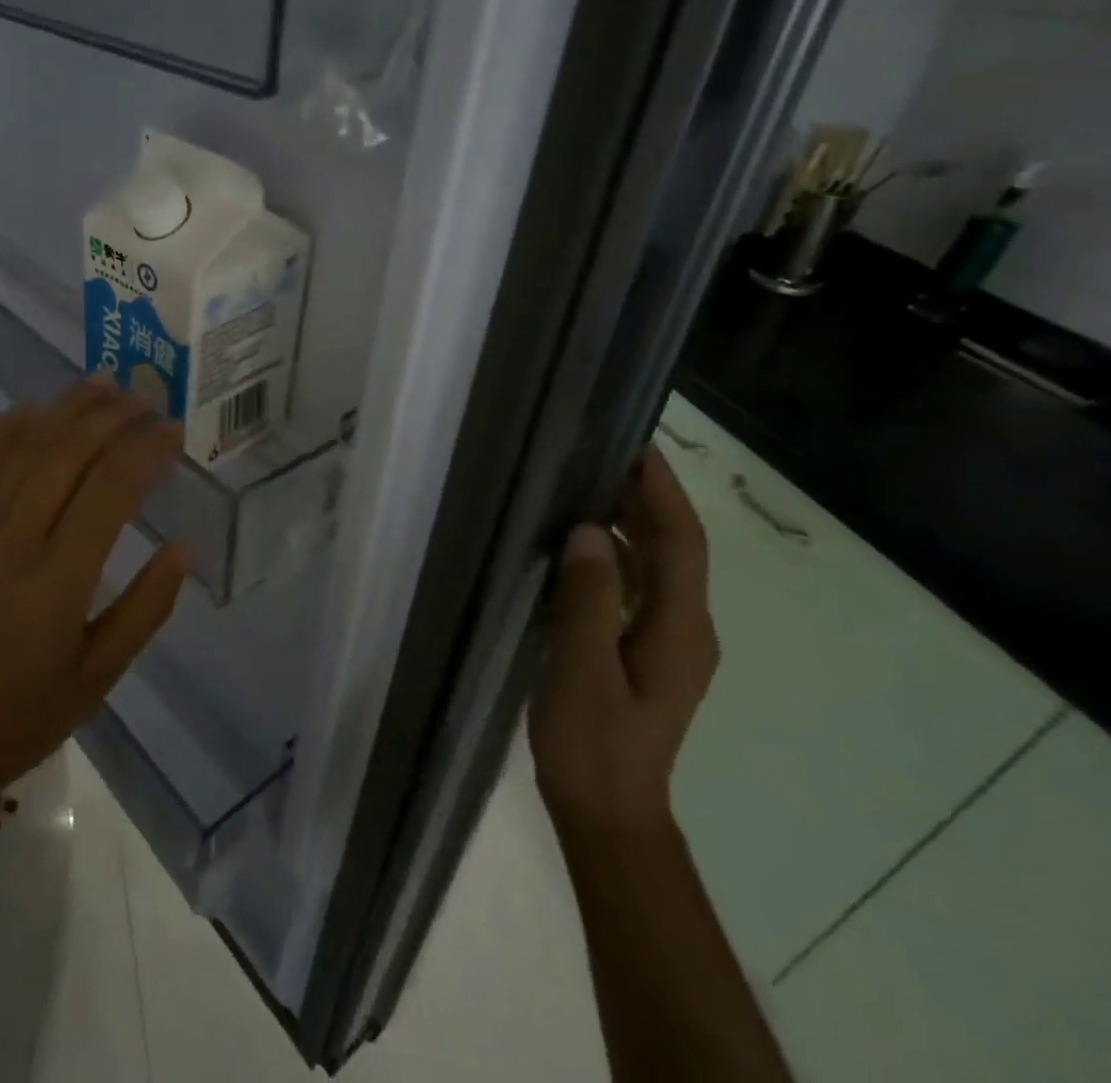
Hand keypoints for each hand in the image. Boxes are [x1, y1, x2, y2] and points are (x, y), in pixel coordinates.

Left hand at [0, 376, 189, 801]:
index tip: (173, 431)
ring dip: (65, 409)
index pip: (110, 491)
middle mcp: (11, 543)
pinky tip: (35, 406)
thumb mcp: (103, 673)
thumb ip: (147, 606)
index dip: (146, 451)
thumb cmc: (31, 710)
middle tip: (145, 398)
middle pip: (66, 454)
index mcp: (56, 583)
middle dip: (111, 417)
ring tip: (102, 384)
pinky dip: (8, 428)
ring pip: (23, 447)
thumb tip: (184, 547)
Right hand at [530, 446, 715, 835]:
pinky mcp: (641, 651)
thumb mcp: (583, 670)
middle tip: (598, 454)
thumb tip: (588, 531)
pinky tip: (575, 547)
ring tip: (582, 487)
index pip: (681, 543)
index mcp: (680, 629)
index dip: (662, 492)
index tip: (636, 446)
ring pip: (653, 567)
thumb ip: (587, 600)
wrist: (607, 812)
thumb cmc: (593, 743)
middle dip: (644, 499)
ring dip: (627, 524)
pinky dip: (611, 556)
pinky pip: (633, 588)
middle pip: (673, 549)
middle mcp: (684, 628)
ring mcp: (664, 642)